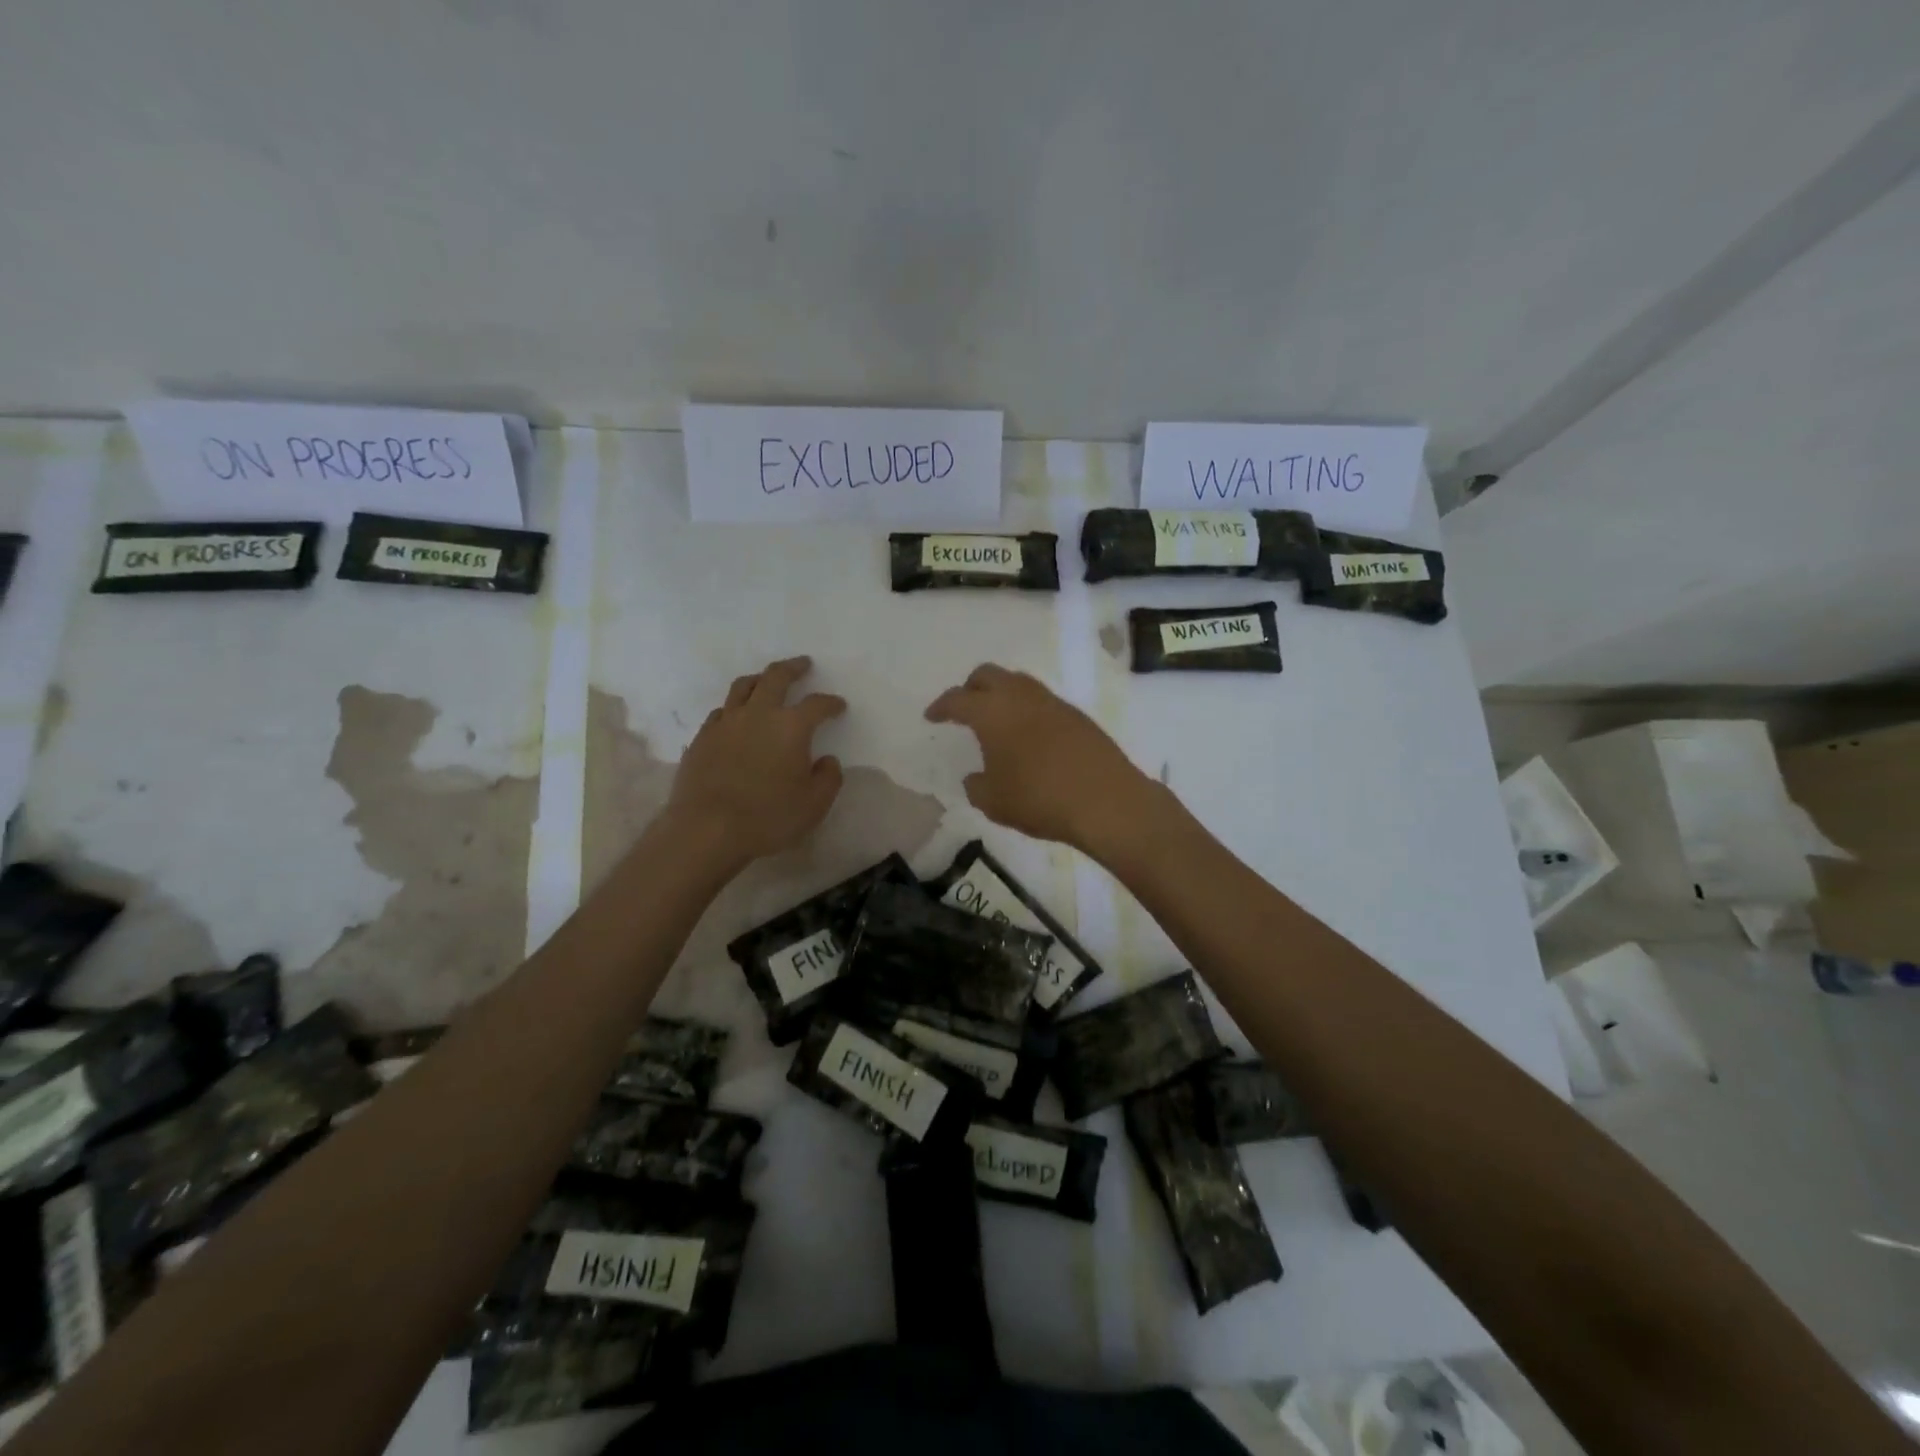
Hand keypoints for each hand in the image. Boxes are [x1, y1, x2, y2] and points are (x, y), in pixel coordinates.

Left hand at [668, 657, 845, 867]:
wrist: (706, 829)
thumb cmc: (768, 817)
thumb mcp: (814, 804)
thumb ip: (828, 778)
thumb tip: (827, 760)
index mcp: (791, 726)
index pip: (817, 704)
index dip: (831, 703)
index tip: (838, 706)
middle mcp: (758, 714)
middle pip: (776, 677)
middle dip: (793, 668)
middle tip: (802, 664)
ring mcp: (725, 723)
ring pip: (743, 687)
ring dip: (759, 679)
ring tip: (766, 680)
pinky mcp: (702, 738)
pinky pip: (721, 711)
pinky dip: (734, 707)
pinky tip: (736, 718)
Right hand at [925, 664, 1157, 854]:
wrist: (1107, 801)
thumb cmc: (1040, 799)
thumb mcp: (994, 802)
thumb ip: (976, 786)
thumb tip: (976, 778)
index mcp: (993, 712)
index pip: (958, 699)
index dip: (941, 706)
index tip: (932, 716)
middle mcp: (1021, 697)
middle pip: (989, 675)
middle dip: (971, 687)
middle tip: (964, 709)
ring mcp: (1053, 703)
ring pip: (1019, 683)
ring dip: (1002, 695)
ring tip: (997, 721)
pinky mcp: (1078, 716)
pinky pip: (1042, 701)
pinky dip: (1027, 710)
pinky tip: (1029, 736)